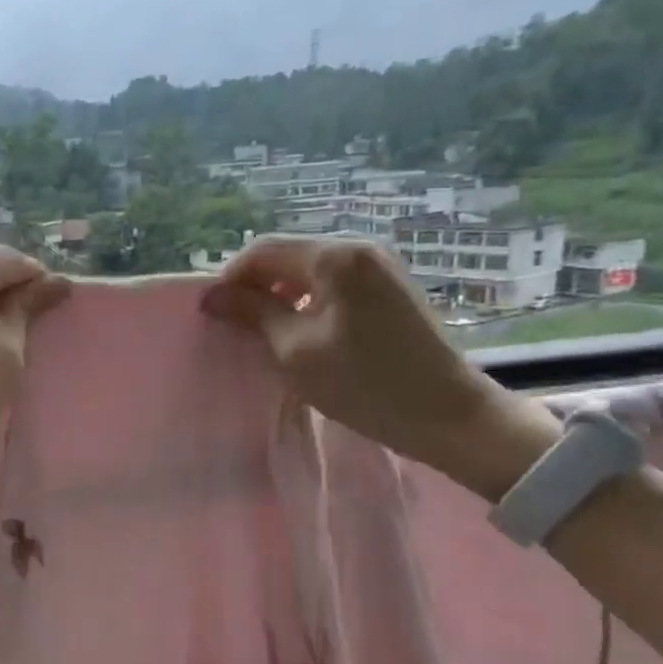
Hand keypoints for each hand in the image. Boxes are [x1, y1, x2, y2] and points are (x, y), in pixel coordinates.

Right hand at [201, 236, 560, 498]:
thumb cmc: (365, 384)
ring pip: (310, 270)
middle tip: (239, 328)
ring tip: (269, 335)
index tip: (215, 315)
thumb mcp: (296, 351)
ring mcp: (380, 266)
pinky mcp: (391, 288)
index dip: (231, 279)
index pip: (263, 250)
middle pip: (288, 255)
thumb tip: (212, 295)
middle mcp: (359, 248)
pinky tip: (305, 334)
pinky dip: (309, 302)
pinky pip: (334, 283)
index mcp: (335, 257)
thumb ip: (253, 314)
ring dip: (282, 296)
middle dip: (257, 287)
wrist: (449, 415)